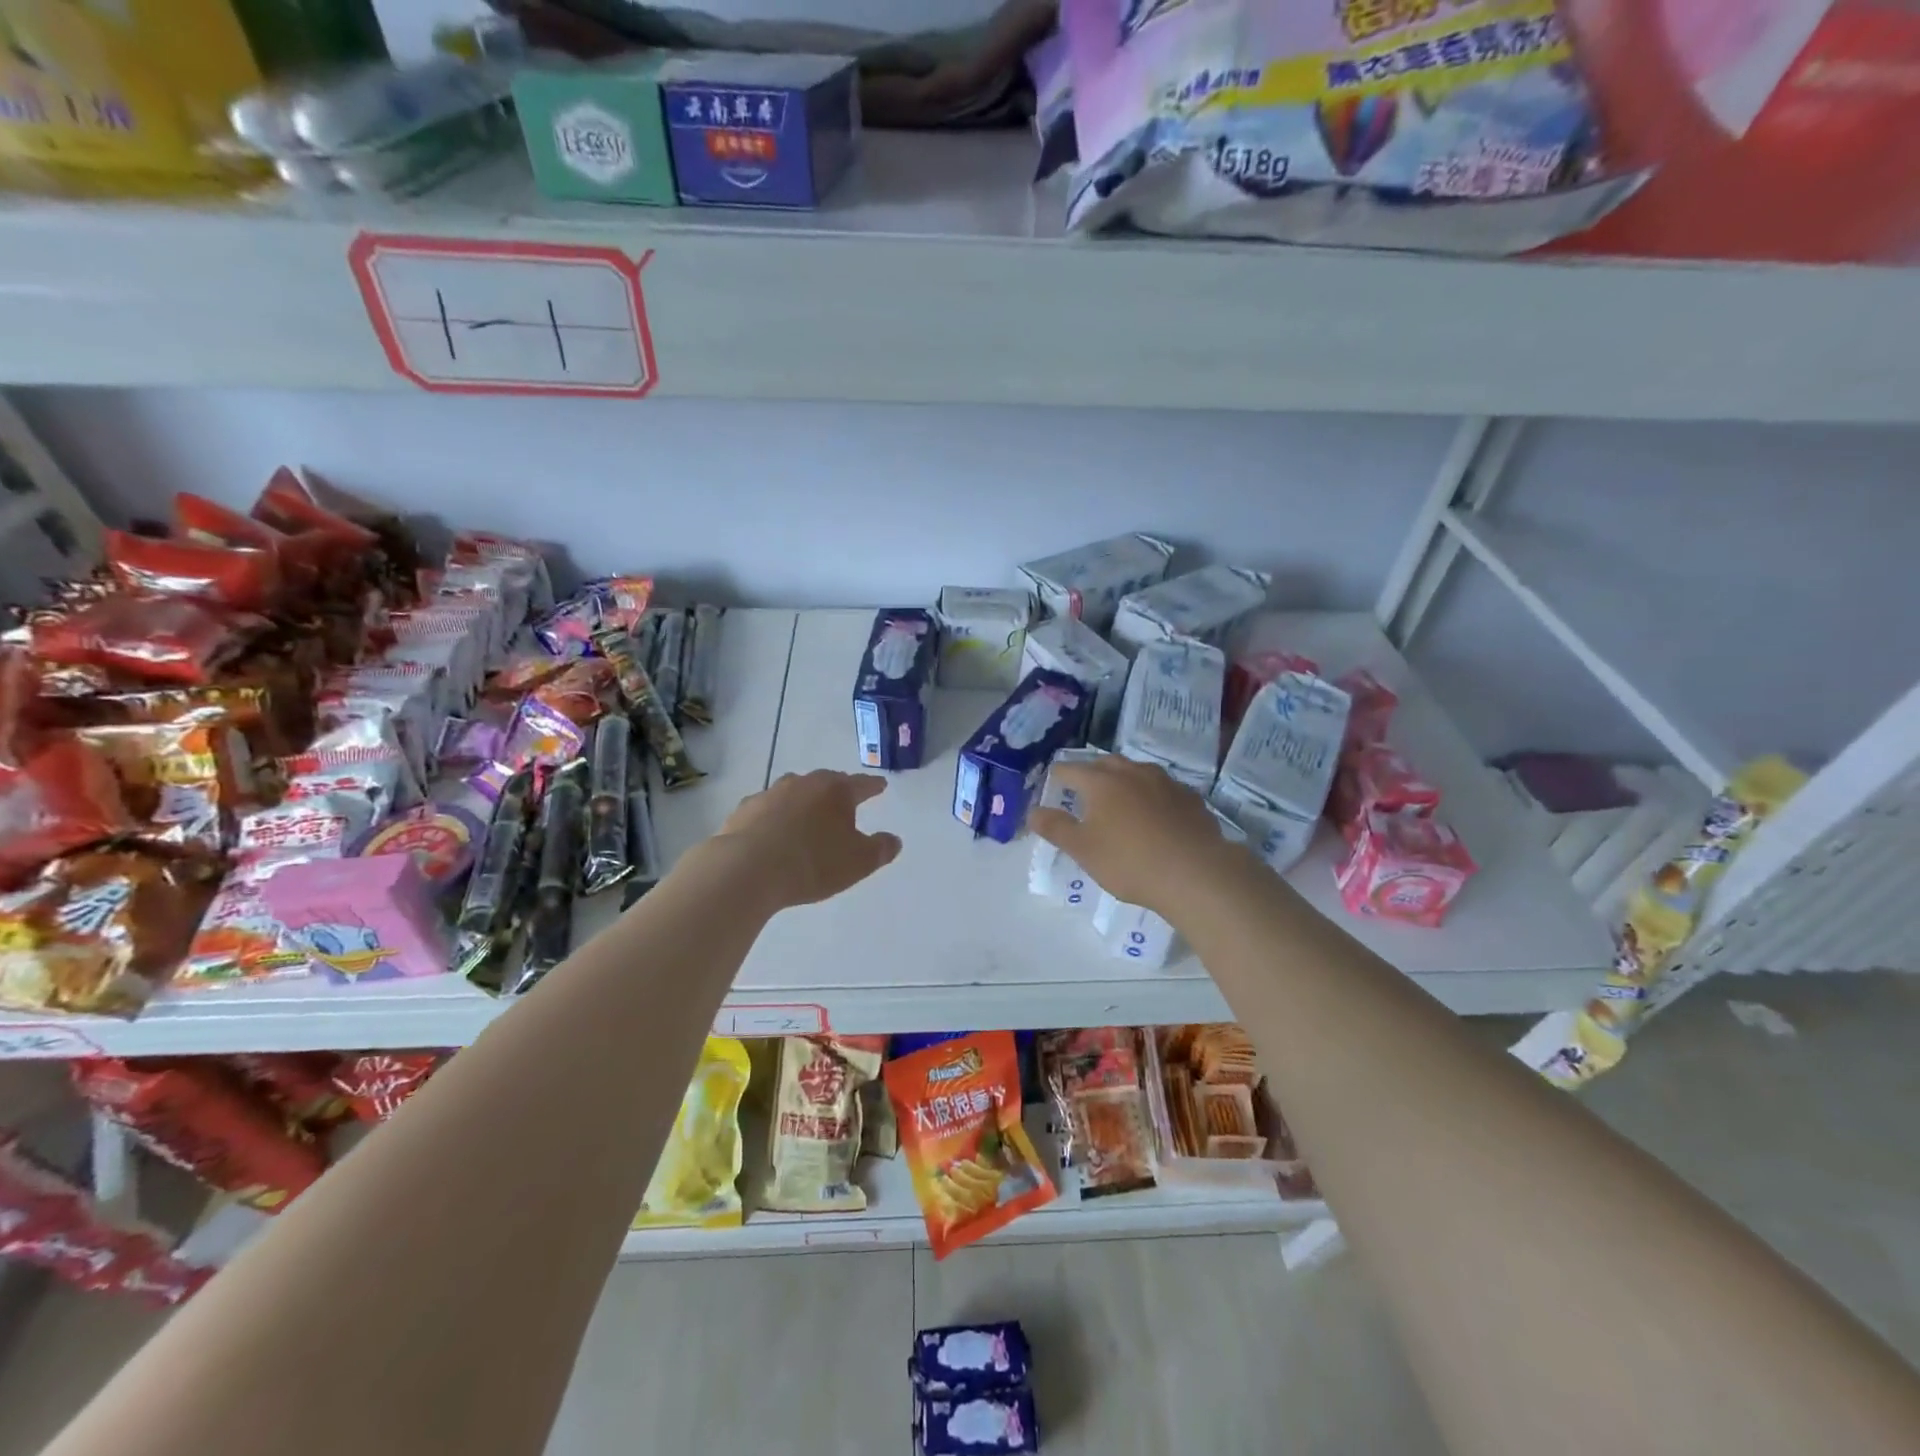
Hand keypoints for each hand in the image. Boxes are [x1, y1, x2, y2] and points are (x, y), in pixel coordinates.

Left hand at [715, 770, 901, 908]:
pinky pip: (767, 810)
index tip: (881, 786)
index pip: (861, 784)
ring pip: (794, 792)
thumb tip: (893, 840)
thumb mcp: (858, 862)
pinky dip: (775, 817)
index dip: (873, 787)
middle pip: (826, 783)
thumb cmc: (813, 863)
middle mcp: (803, 783)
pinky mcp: (743, 811)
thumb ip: (880, 849)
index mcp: (835, 791)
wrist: (747, 869)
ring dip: (803, 802)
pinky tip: (774, 832)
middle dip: (836, 792)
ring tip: (808, 818)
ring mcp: (770, 794)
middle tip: (843, 803)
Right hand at [1029, 755, 1242, 918]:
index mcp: (1101, 781)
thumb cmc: (1130, 862)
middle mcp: (1132, 772)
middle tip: (1084, 794)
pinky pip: (1162, 788)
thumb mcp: (1083, 850)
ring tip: (1119, 803)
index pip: (1069, 769)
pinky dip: (1151, 796)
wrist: (1196, 873)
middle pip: (1104, 763)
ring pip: (1136, 772)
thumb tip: (1032, 810)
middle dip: (1090, 774)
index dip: (1056, 778)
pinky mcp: (1190, 797)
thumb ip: (1055, 828)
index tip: (1051, 790)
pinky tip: (1154, 817)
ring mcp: (1165, 781)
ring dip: (1123, 781)